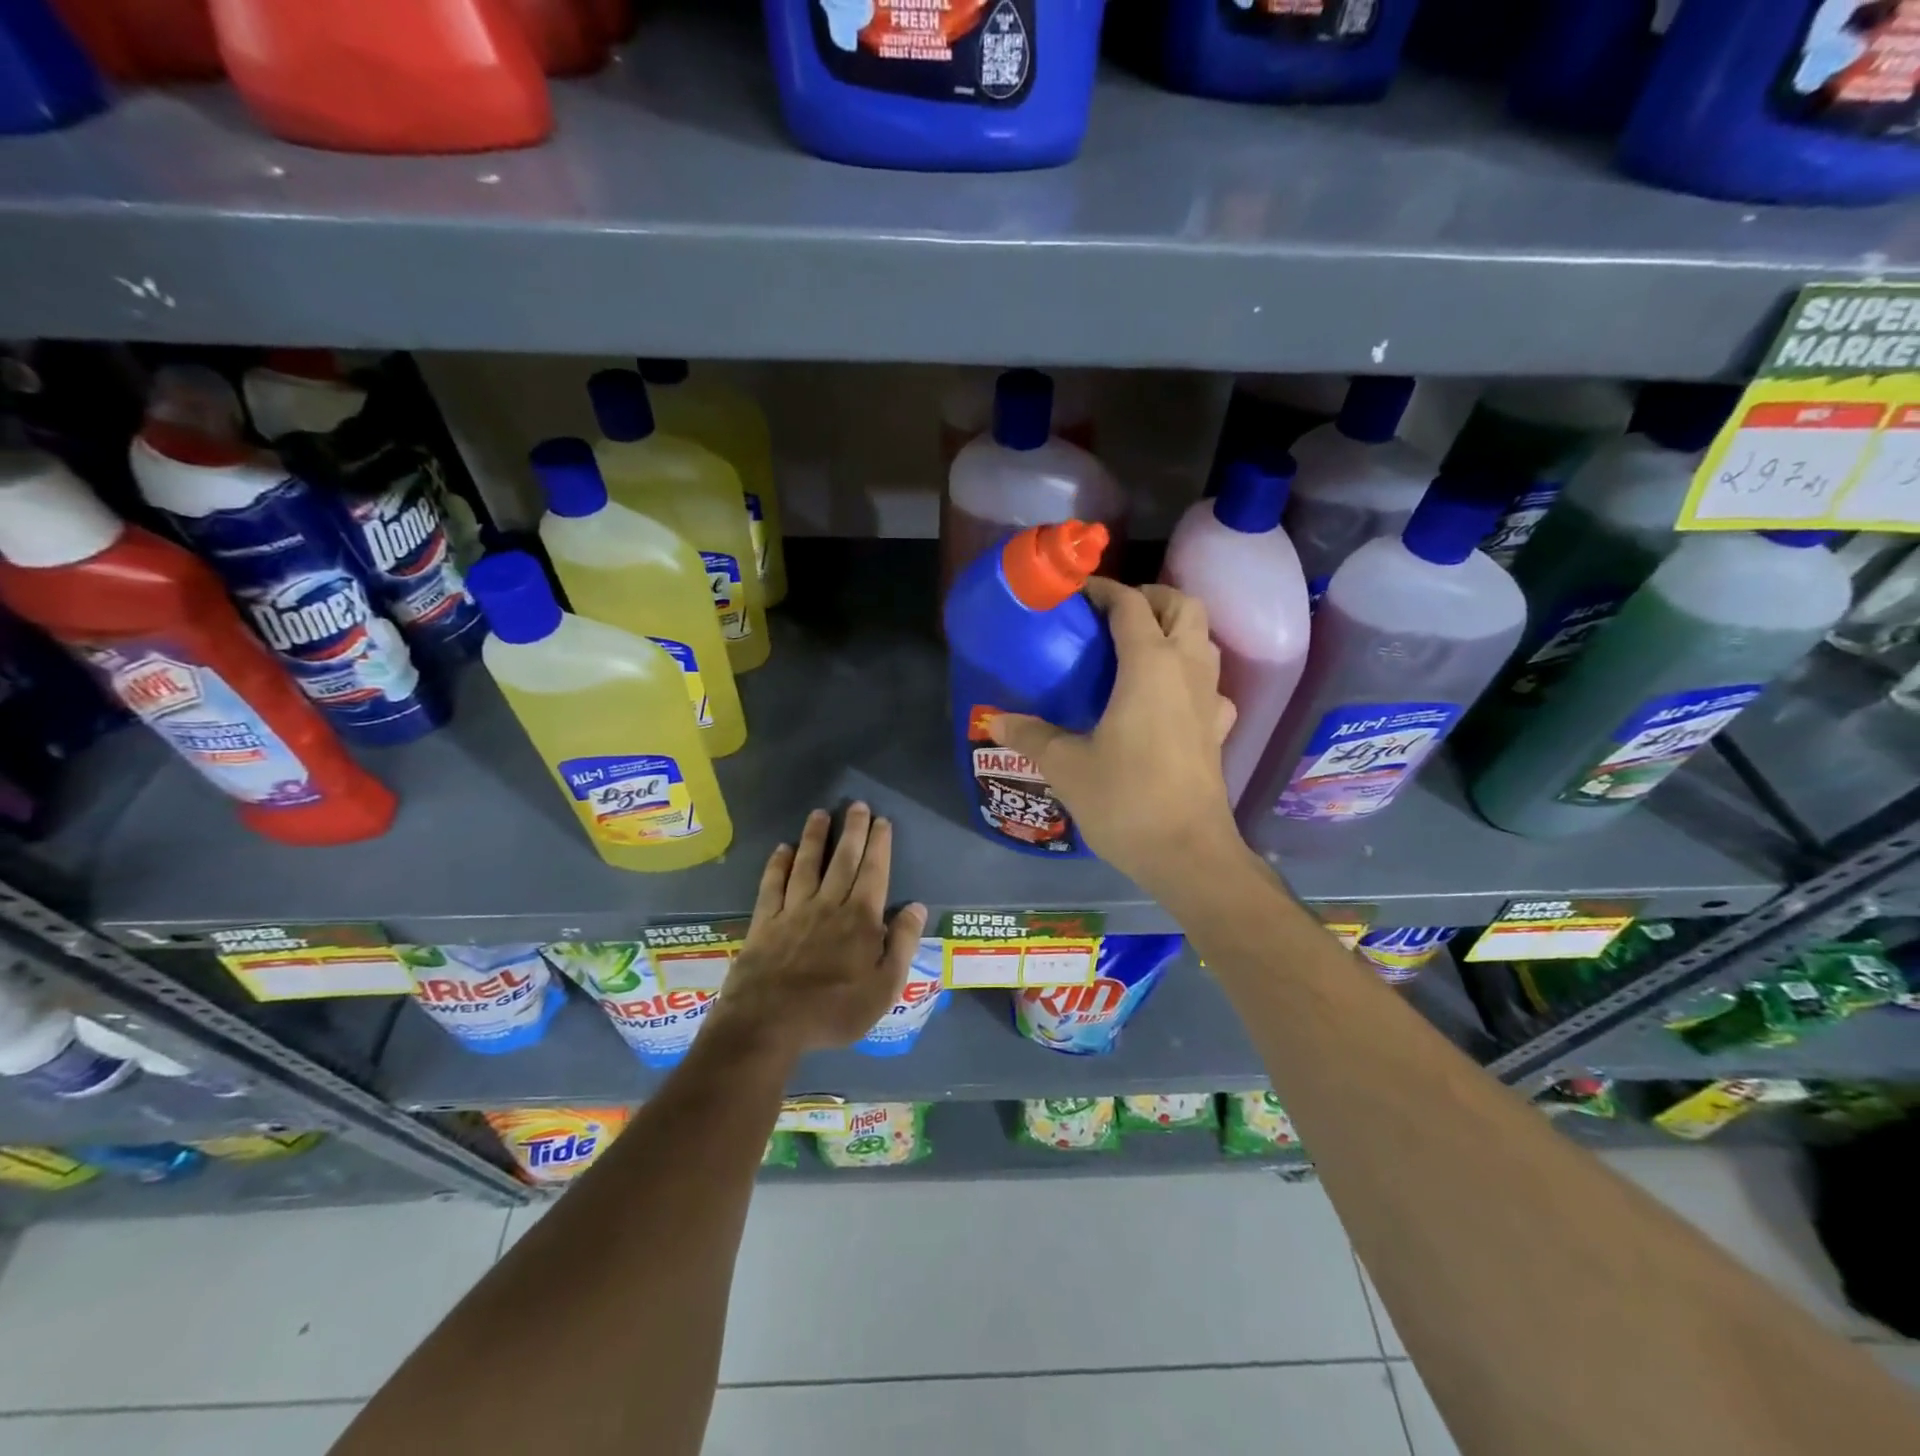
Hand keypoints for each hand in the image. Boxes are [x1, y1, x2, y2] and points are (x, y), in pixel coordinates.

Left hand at [710, 803, 927, 1060]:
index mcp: (860, 920)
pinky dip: (778, 864)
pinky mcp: (764, 922)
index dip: (879, 845)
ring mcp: (793, 911)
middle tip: (857, 805)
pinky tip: (782, 849)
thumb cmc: (834, 1010)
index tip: (882, 821)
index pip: (874, 872)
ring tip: (820, 813)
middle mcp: (828, 905)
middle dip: (852, 830)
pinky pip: (772, 885)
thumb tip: (916, 907)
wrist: (768, 1024)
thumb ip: (902, 945)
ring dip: (815, 837)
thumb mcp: (884, 988)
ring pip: (807, 864)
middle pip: (843, 860)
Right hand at [988, 578, 1242, 894]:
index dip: (1103, 590)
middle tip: (1112, 615)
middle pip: (1183, 606)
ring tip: (1135, 648)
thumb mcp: (1066, 766)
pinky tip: (1166, 699)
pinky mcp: (1219, 729)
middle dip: (1150, 597)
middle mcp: (1187, 670)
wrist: (1188, 853)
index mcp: (1149, 665)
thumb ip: (1030, 735)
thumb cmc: (1125, 800)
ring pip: (1204, 639)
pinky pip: (1210, 684)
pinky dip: (1190, 675)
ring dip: (1174, 629)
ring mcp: (1211, 699)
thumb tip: (994, 720)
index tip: (1076, 595)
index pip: (1130, 604)